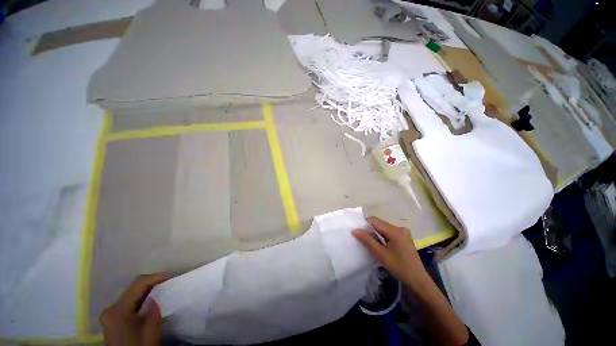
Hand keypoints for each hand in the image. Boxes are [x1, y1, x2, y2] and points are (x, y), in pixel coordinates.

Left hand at [100, 273, 171, 345]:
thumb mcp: (150, 335)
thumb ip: (153, 315)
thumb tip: (157, 297)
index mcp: (118, 310)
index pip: (138, 284)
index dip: (157, 277)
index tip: (174, 276)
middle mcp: (111, 308)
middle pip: (134, 287)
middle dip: (153, 282)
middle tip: (171, 282)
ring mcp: (110, 314)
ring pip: (132, 294)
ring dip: (149, 290)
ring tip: (165, 289)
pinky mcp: (113, 319)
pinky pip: (130, 302)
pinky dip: (143, 298)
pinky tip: (153, 301)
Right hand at [353, 217, 423, 283]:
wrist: (417, 280)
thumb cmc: (399, 268)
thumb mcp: (381, 254)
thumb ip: (367, 240)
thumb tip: (355, 230)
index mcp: (395, 231)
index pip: (375, 221)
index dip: (365, 224)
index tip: (358, 232)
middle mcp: (400, 228)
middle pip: (380, 223)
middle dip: (370, 229)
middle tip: (363, 239)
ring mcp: (403, 232)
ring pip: (384, 228)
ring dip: (376, 233)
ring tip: (371, 243)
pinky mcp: (404, 237)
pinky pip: (389, 232)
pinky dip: (382, 236)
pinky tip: (381, 245)